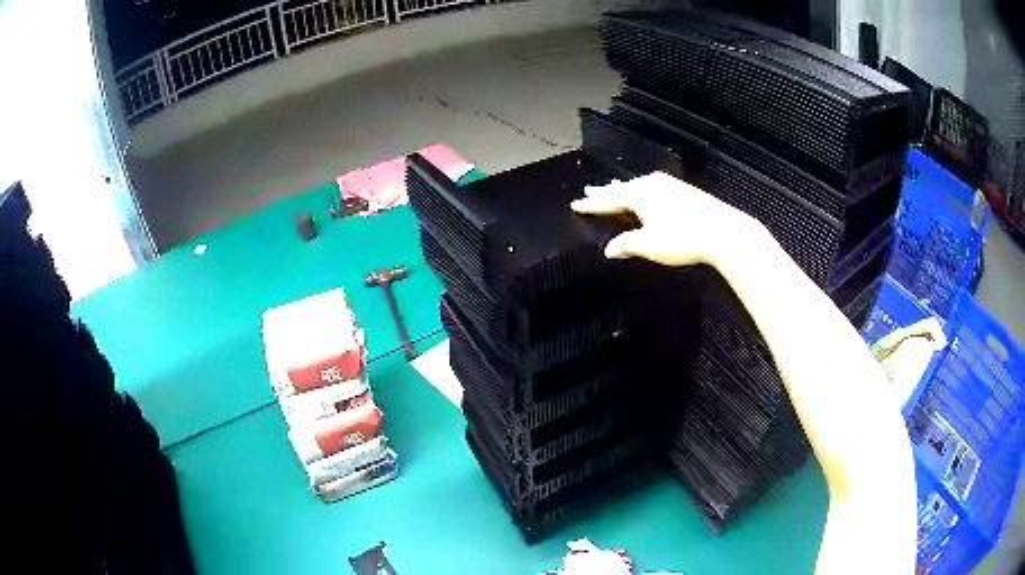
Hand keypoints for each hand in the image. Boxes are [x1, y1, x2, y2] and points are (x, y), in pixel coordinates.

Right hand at [571, 172, 766, 267]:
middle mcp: (652, 184)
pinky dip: (643, 191)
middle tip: (589, 190)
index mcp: (638, 194)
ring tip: (615, 188)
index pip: (608, 199)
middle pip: (622, 188)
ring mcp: (670, 185)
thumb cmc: (682, 238)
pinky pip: (654, 188)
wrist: (721, 231)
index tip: (576, 203)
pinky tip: (648, 194)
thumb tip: (609, 249)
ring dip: (625, 189)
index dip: (591, 204)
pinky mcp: (684, 191)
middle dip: (605, 192)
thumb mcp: (649, 244)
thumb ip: (626, 244)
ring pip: (639, 186)